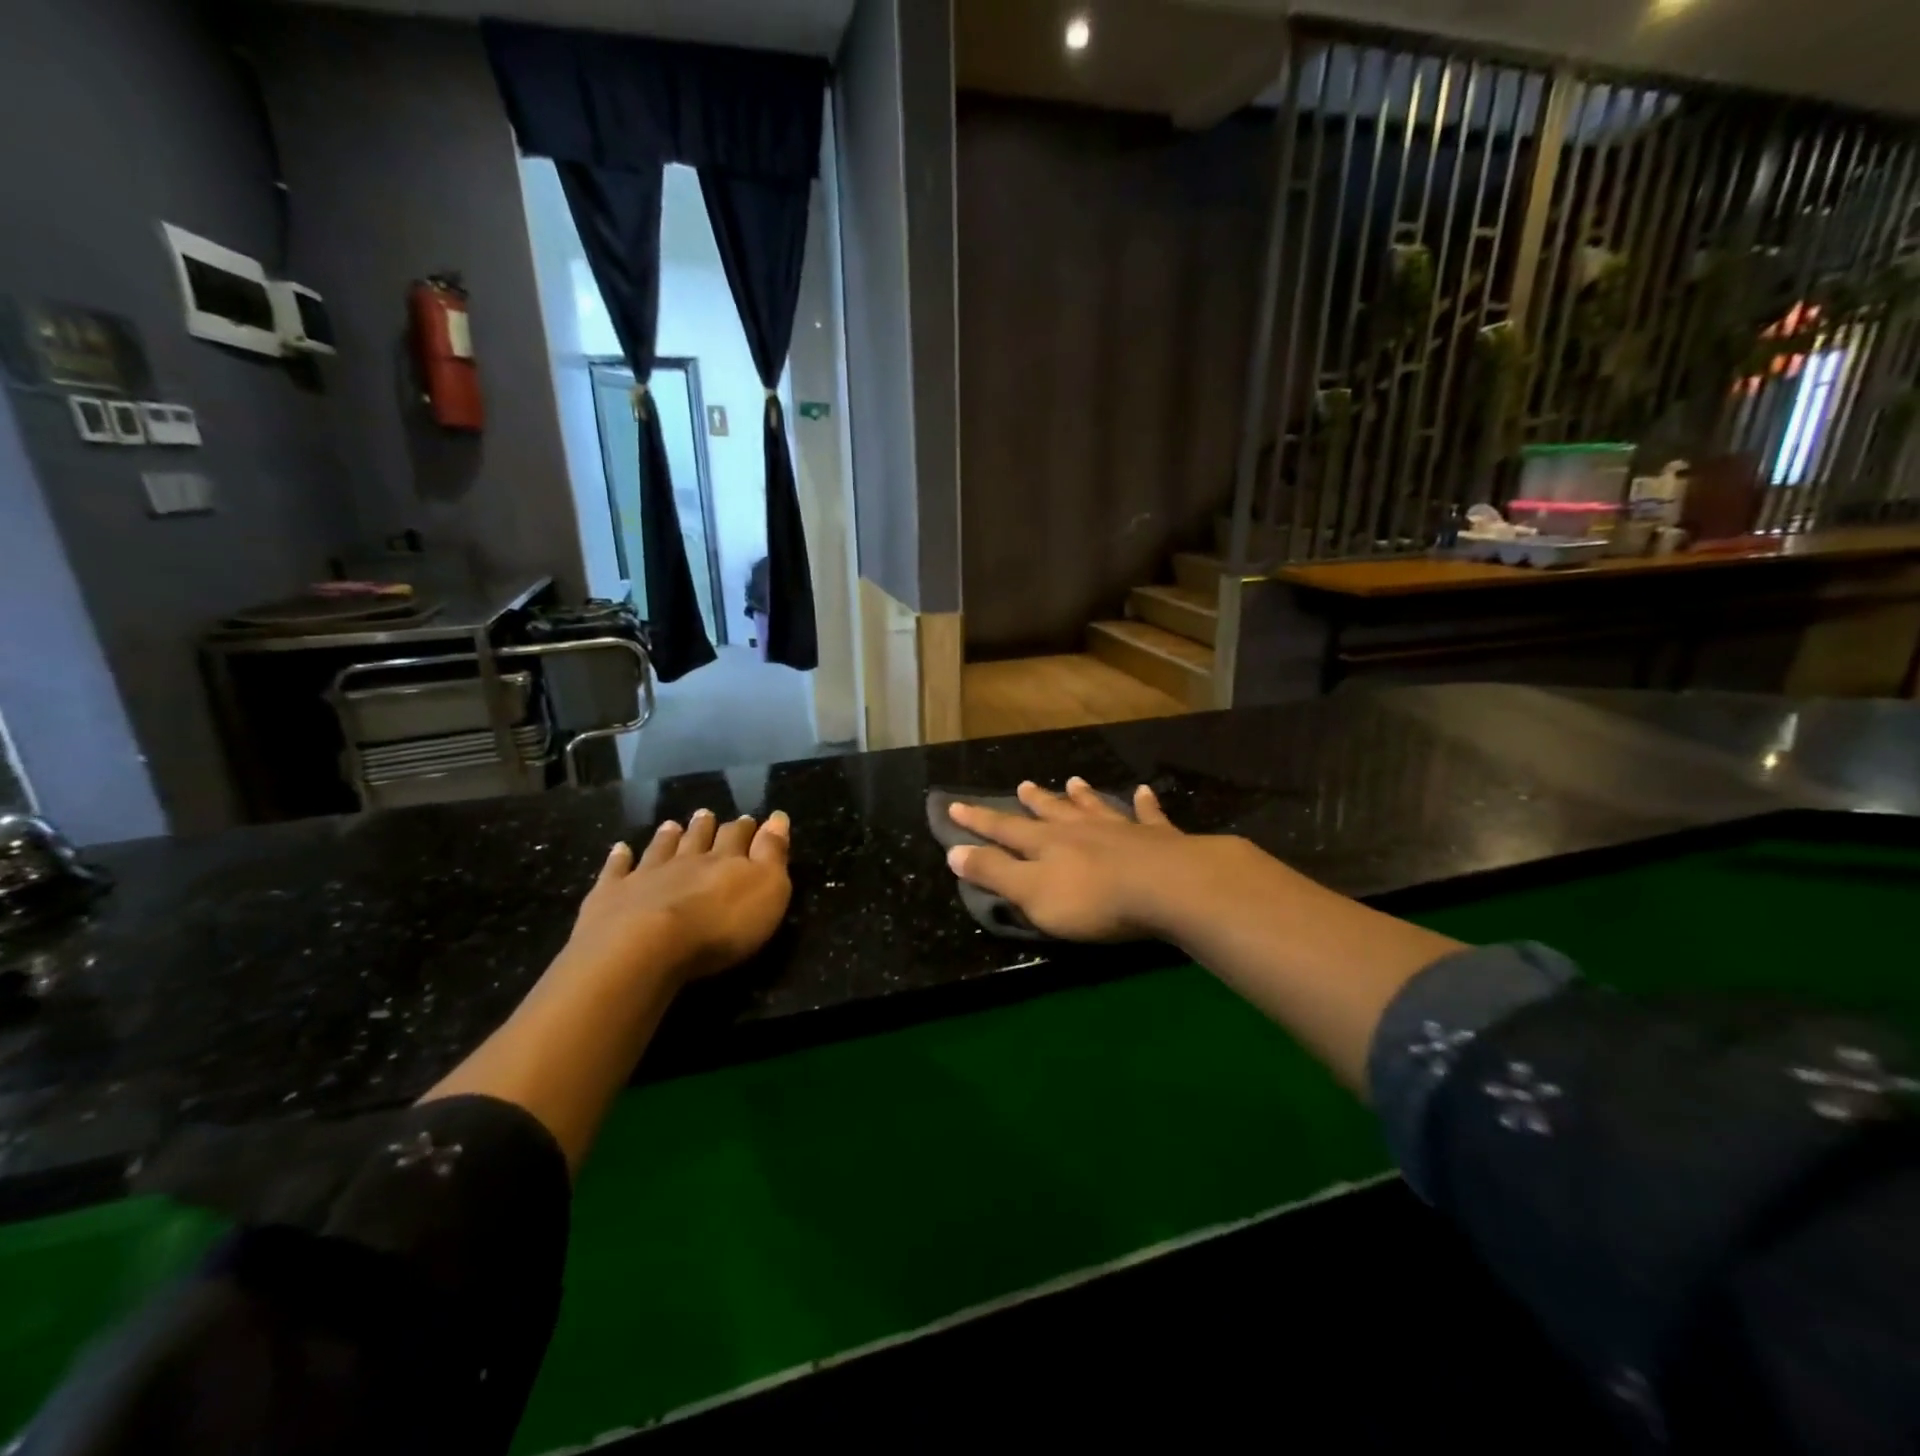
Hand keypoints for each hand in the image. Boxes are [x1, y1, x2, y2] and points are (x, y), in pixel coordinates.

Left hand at [565, 808, 791, 985]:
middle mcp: (686, 861)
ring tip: (671, 825)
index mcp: (726, 861)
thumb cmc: (720, 925)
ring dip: (668, 837)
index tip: (750, 820)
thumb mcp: (767, 890)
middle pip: (698, 838)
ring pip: (660, 849)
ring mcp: (645, 875)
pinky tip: (620, 849)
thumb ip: (772, 853)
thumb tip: (778, 818)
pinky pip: (616, 871)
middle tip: (706, 814)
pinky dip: (619, 858)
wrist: (644, 947)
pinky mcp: (611, 895)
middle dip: (706, 827)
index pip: (739, 838)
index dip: (746, 829)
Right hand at [945, 778, 1244, 942]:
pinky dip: (1144, 804)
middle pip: (1051, 813)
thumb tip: (954, 851)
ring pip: (1095, 808)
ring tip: (1074, 781)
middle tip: (1022, 785)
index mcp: (1046, 844)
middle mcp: (1080, 830)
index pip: (1004, 829)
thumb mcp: (1031, 893)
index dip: (978, 820)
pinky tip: (1144, 792)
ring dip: (1082, 796)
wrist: (1167, 887)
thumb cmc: (1092, 899)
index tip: (955, 805)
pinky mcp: (1158, 839)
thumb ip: (995, 872)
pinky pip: (1148, 816)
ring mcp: (1121, 830)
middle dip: (1034, 801)